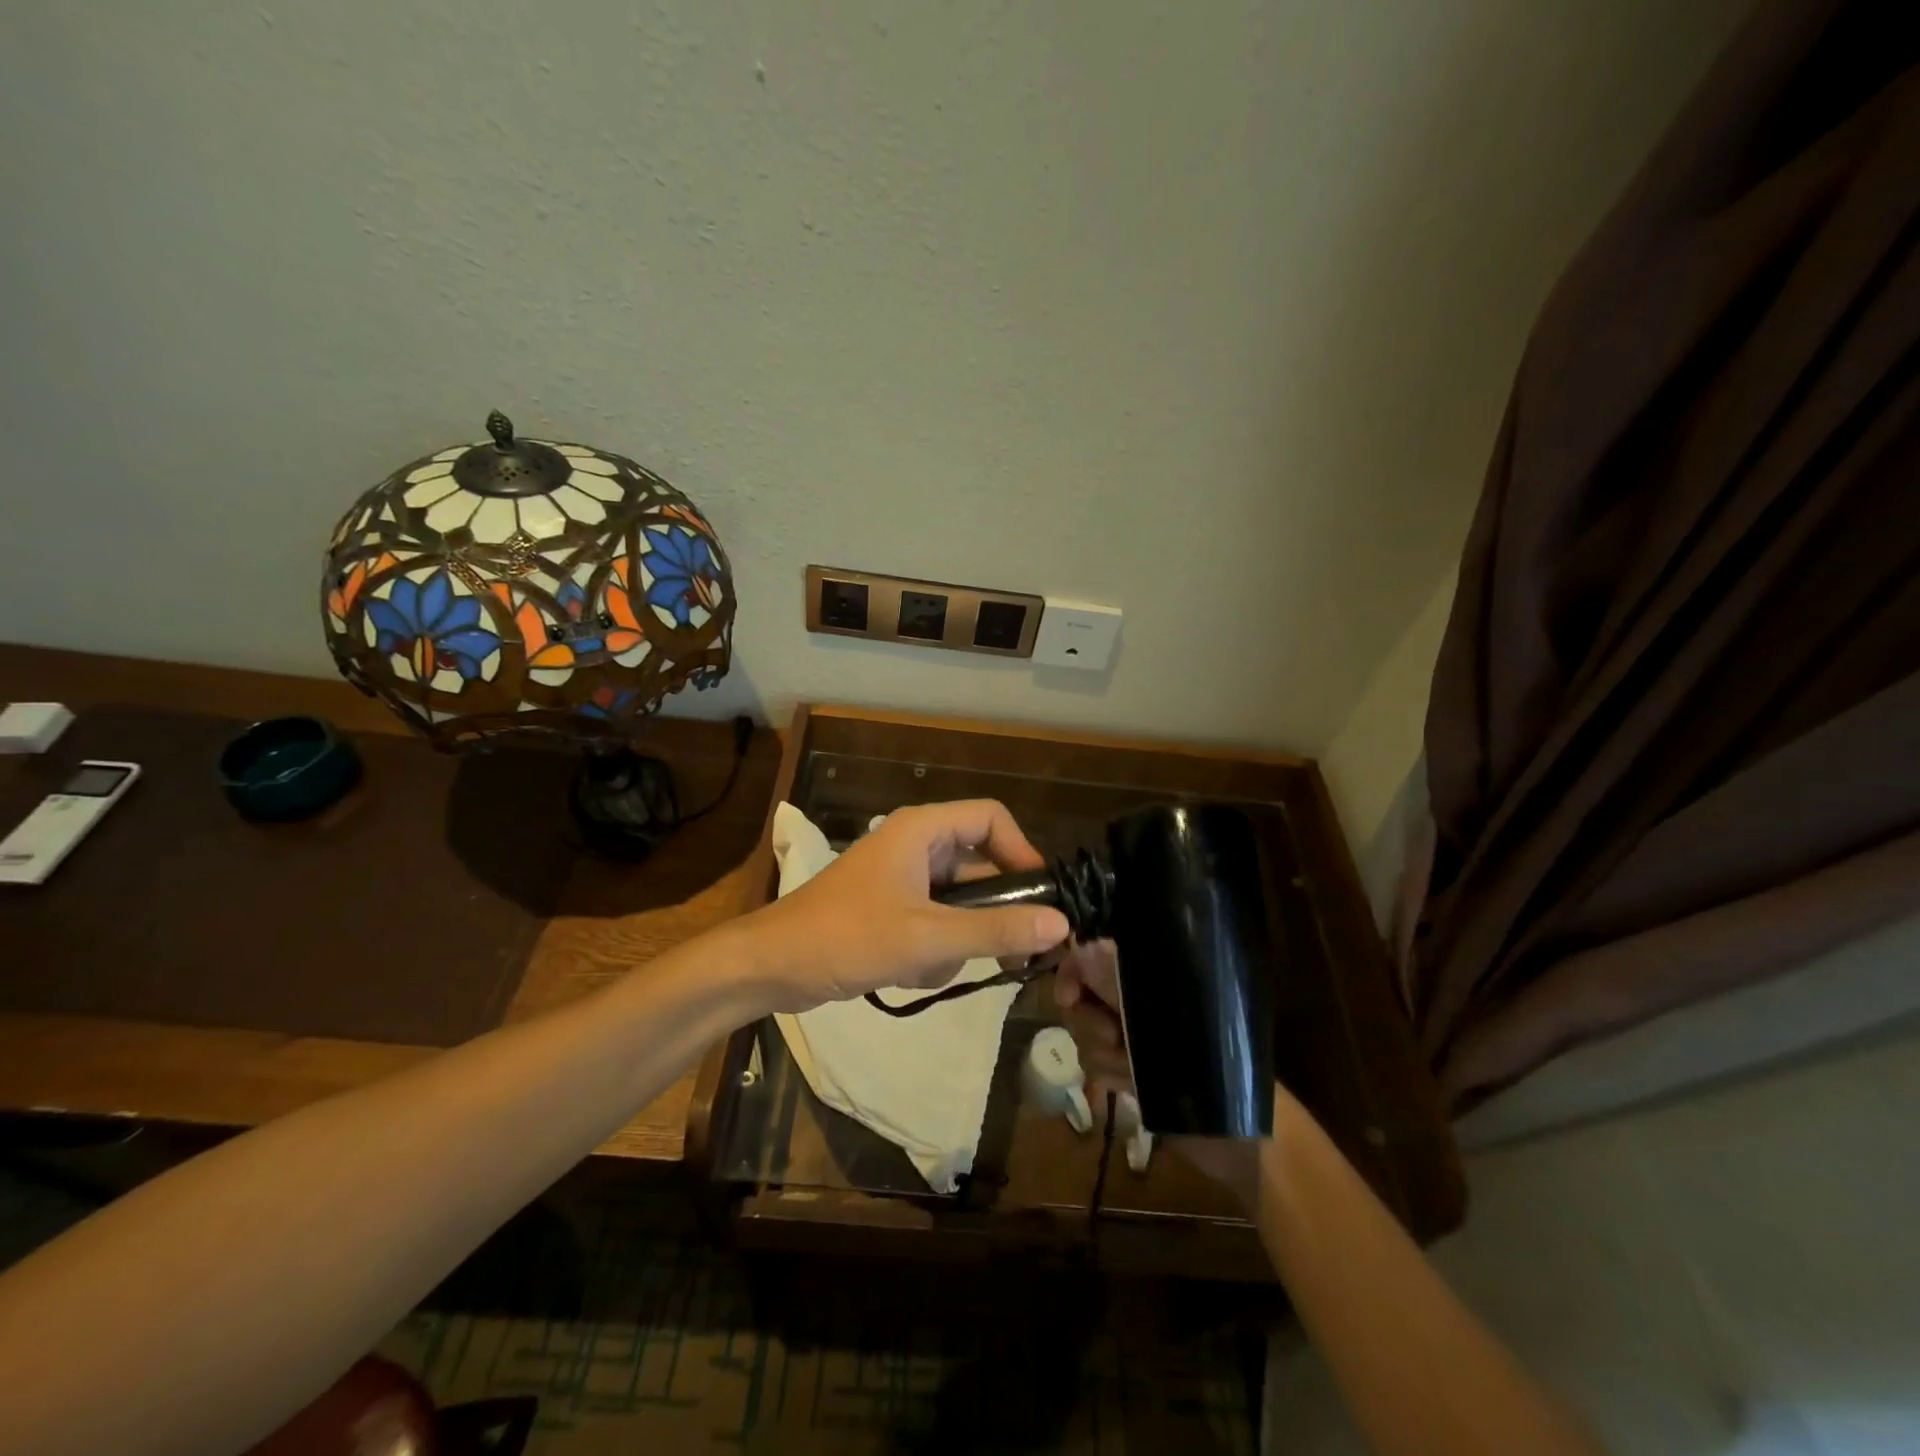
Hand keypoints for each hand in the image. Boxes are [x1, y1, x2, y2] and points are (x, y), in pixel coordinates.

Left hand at [745, 800, 1070, 1012]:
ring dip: (956, 940)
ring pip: (960, 903)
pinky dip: (933, 950)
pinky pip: (937, 923)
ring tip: (930, 965)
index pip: (992, 819)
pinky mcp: (893, 909)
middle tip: (1014, 953)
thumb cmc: (846, 938)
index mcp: (921, 829)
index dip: (1023, 852)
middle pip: (980, 866)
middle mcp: (916, 845)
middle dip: (990, 913)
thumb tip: (1061, 923)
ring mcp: (903, 878)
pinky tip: (908, 973)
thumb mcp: (926, 937)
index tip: (1043, 899)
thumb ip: (995, 930)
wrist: (771, 966)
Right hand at [1055, 938, 1265, 1204]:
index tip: (1070, 1000)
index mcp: (1146, 976)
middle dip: (1091, 1026)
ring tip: (1131, 1074)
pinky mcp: (1131, 1069)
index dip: (1072, 974)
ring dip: (1103, 1057)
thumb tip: (1080, 950)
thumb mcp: (1157, 1010)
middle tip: (1116, 1041)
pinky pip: (1096, 1067)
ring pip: (1086, 1036)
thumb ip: (1115, 976)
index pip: (1090, 957)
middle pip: (1082, 1000)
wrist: (1234, 1131)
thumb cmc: (1204, 1060)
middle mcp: (1135, 999)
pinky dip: (1108, 1076)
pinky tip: (1128, 1088)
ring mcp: (1133, 1036)